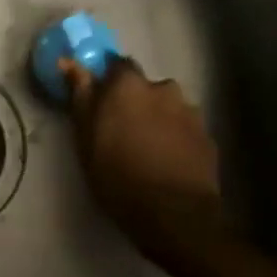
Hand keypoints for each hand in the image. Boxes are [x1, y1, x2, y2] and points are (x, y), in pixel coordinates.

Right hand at [62, 57, 227, 260]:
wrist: (175, 214)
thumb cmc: (119, 176)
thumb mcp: (86, 140)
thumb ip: (80, 97)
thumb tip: (69, 62)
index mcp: (129, 86)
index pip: (117, 65)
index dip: (108, 82)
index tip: (100, 103)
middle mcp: (163, 88)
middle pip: (145, 87)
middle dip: (135, 102)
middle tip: (123, 132)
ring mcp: (190, 111)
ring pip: (167, 107)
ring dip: (157, 119)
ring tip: (148, 150)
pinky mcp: (207, 135)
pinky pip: (184, 128)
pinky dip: (175, 137)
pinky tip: (168, 161)